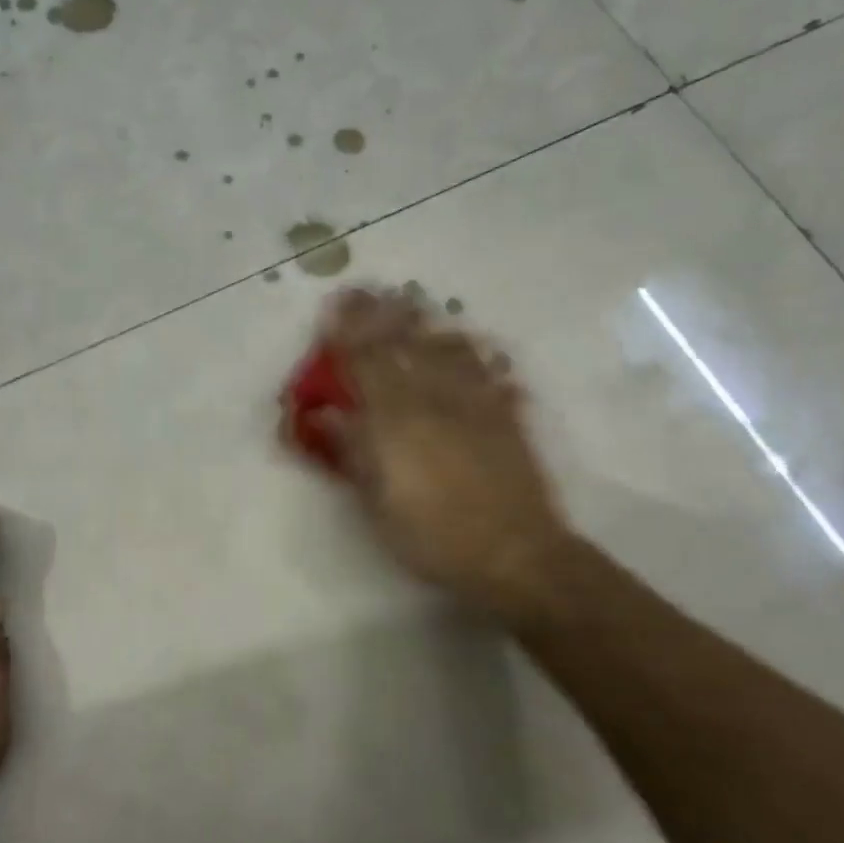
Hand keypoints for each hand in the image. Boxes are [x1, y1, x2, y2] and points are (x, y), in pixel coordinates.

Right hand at [307, 287, 577, 624]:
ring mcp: (475, 404)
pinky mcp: (506, 416)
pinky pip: (487, 370)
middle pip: (405, 345)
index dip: (349, 332)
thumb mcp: (377, 502)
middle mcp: (434, 400)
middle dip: (383, 314)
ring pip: (447, 349)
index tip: (336, 305)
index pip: (366, 363)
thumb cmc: (433, 536)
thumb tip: (329, 416)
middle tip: (369, 289)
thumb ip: (353, 452)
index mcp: (396, 420)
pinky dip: (474, 351)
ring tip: (412, 301)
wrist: (514, 553)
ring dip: (425, 322)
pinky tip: (470, 342)